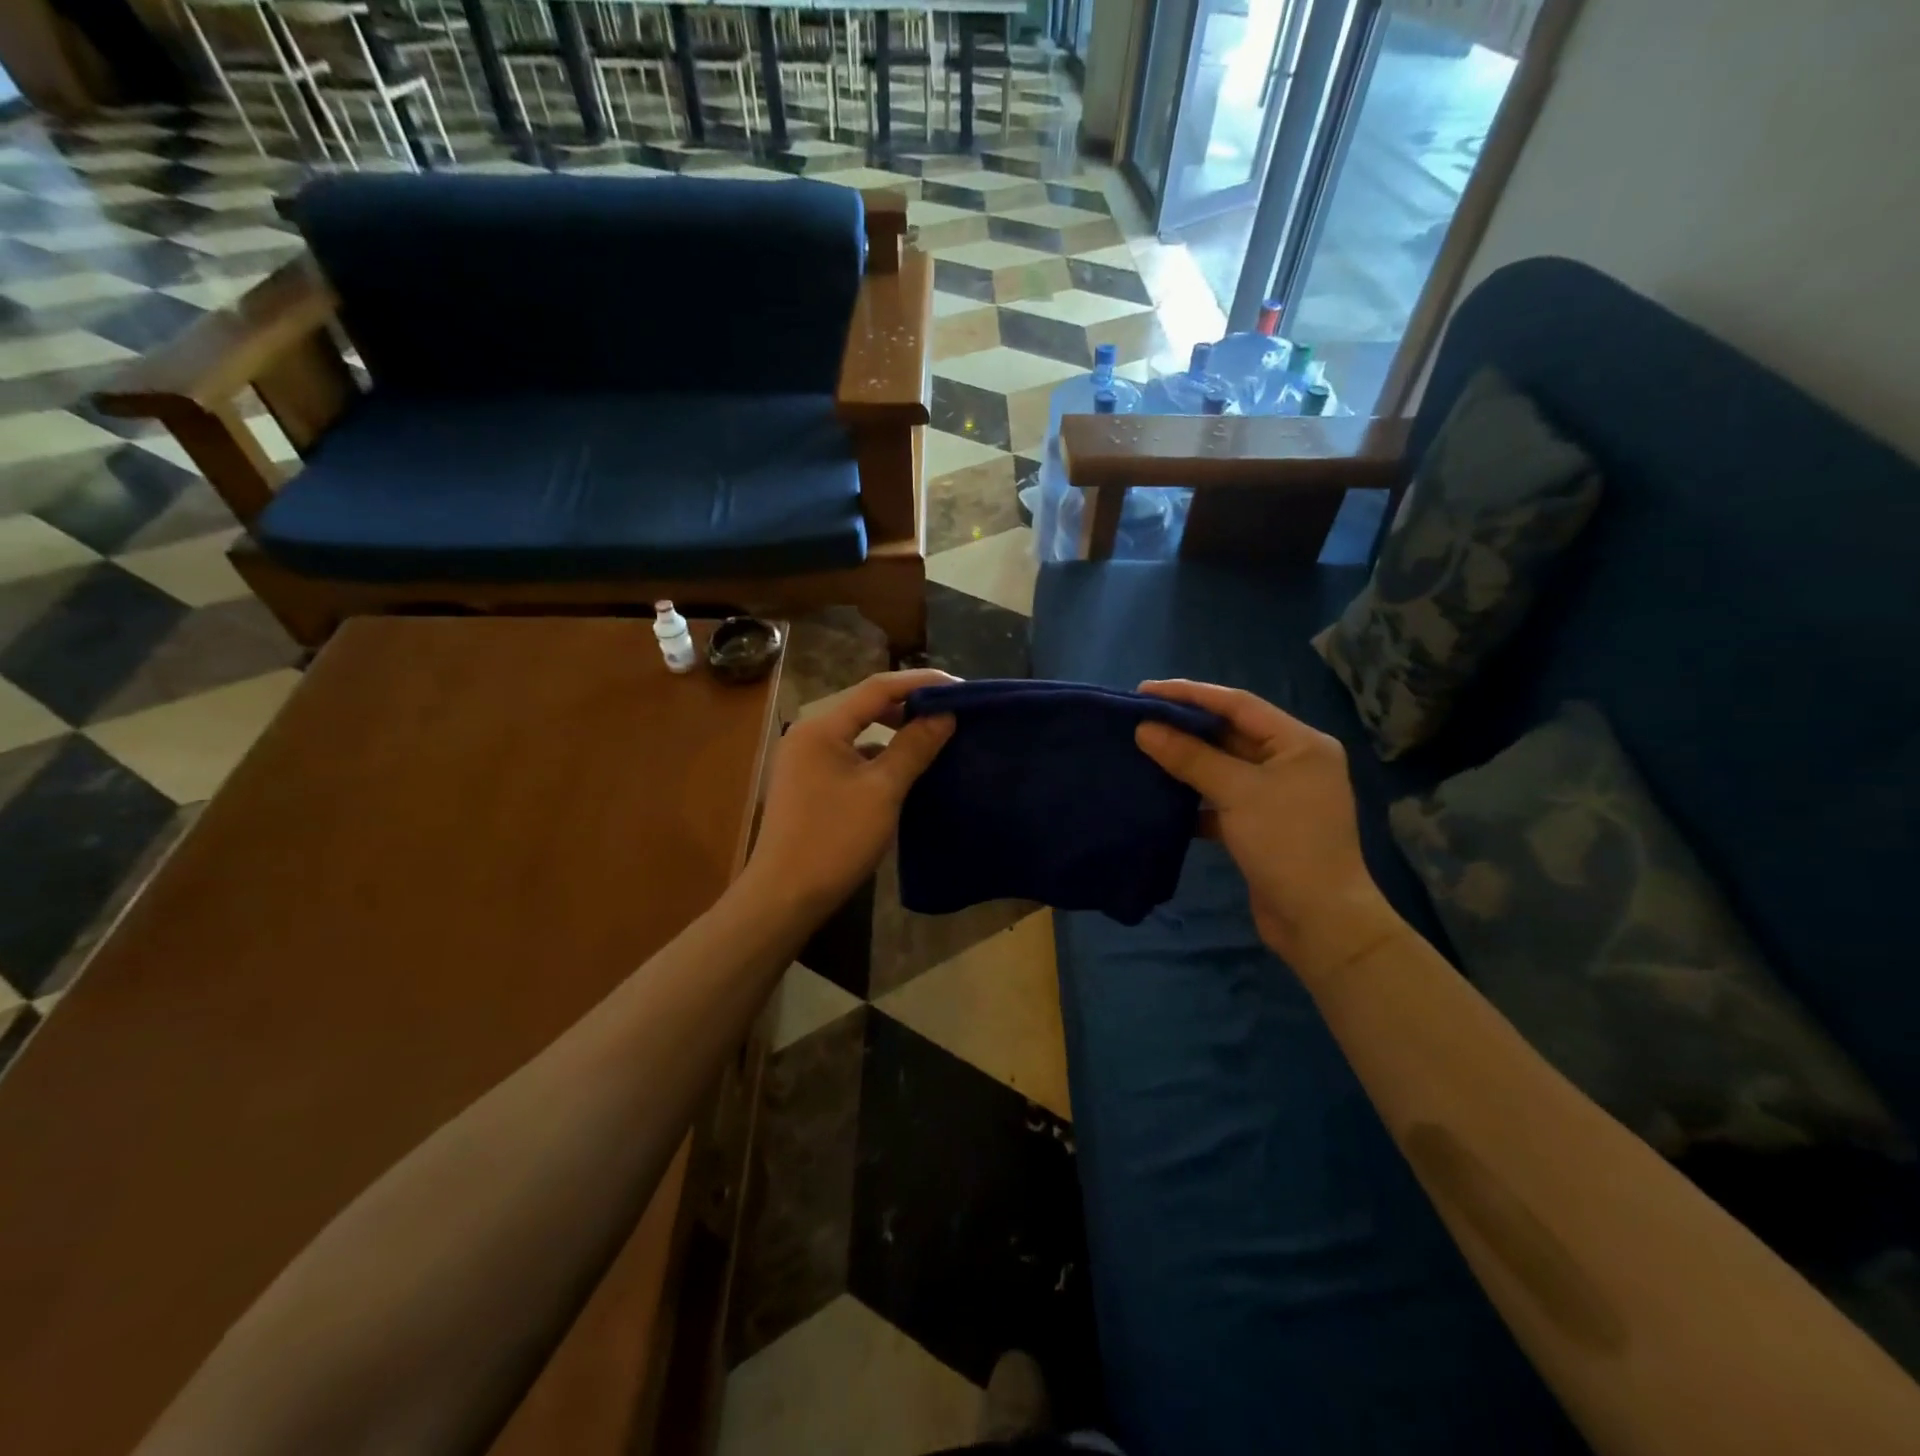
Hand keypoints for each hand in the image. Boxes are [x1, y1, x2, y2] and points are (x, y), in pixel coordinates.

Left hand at [746, 670, 957, 917]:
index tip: (961, 687)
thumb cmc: (834, 840)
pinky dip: (879, 754)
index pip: (877, 687)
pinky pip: (851, 754)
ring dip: (895, 729)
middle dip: (909, 704)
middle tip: (952, 711)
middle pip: (866, 704)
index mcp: (822, 727)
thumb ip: (914, 747)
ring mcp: (806, 759)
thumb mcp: (882, 792)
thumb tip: (944, 714)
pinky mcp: (809, 782)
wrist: (784, 897)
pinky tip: (905, 767)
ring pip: (859, 731)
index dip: (921, 682)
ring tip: (935, 734)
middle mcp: (809, 734)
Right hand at [1135, 680, 1401, 979]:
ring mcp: (1278, 796)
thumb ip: (1190, 758)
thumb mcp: (1237, 792)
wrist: (1319, 921)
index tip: (1145, 691)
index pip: (1238, 704)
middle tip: (1140, 718)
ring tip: (1144, 750)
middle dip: (1186, 727)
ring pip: (1224, 768)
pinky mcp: (1263, 825)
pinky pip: (1223, 798)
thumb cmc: (1286, 843)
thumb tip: (1145, 729)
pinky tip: (1163, 797)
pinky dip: (1196, 797)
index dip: (1190, 694)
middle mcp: (1292, 762)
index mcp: (1300, 743)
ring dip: (1187, 762)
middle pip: (1231, 734)